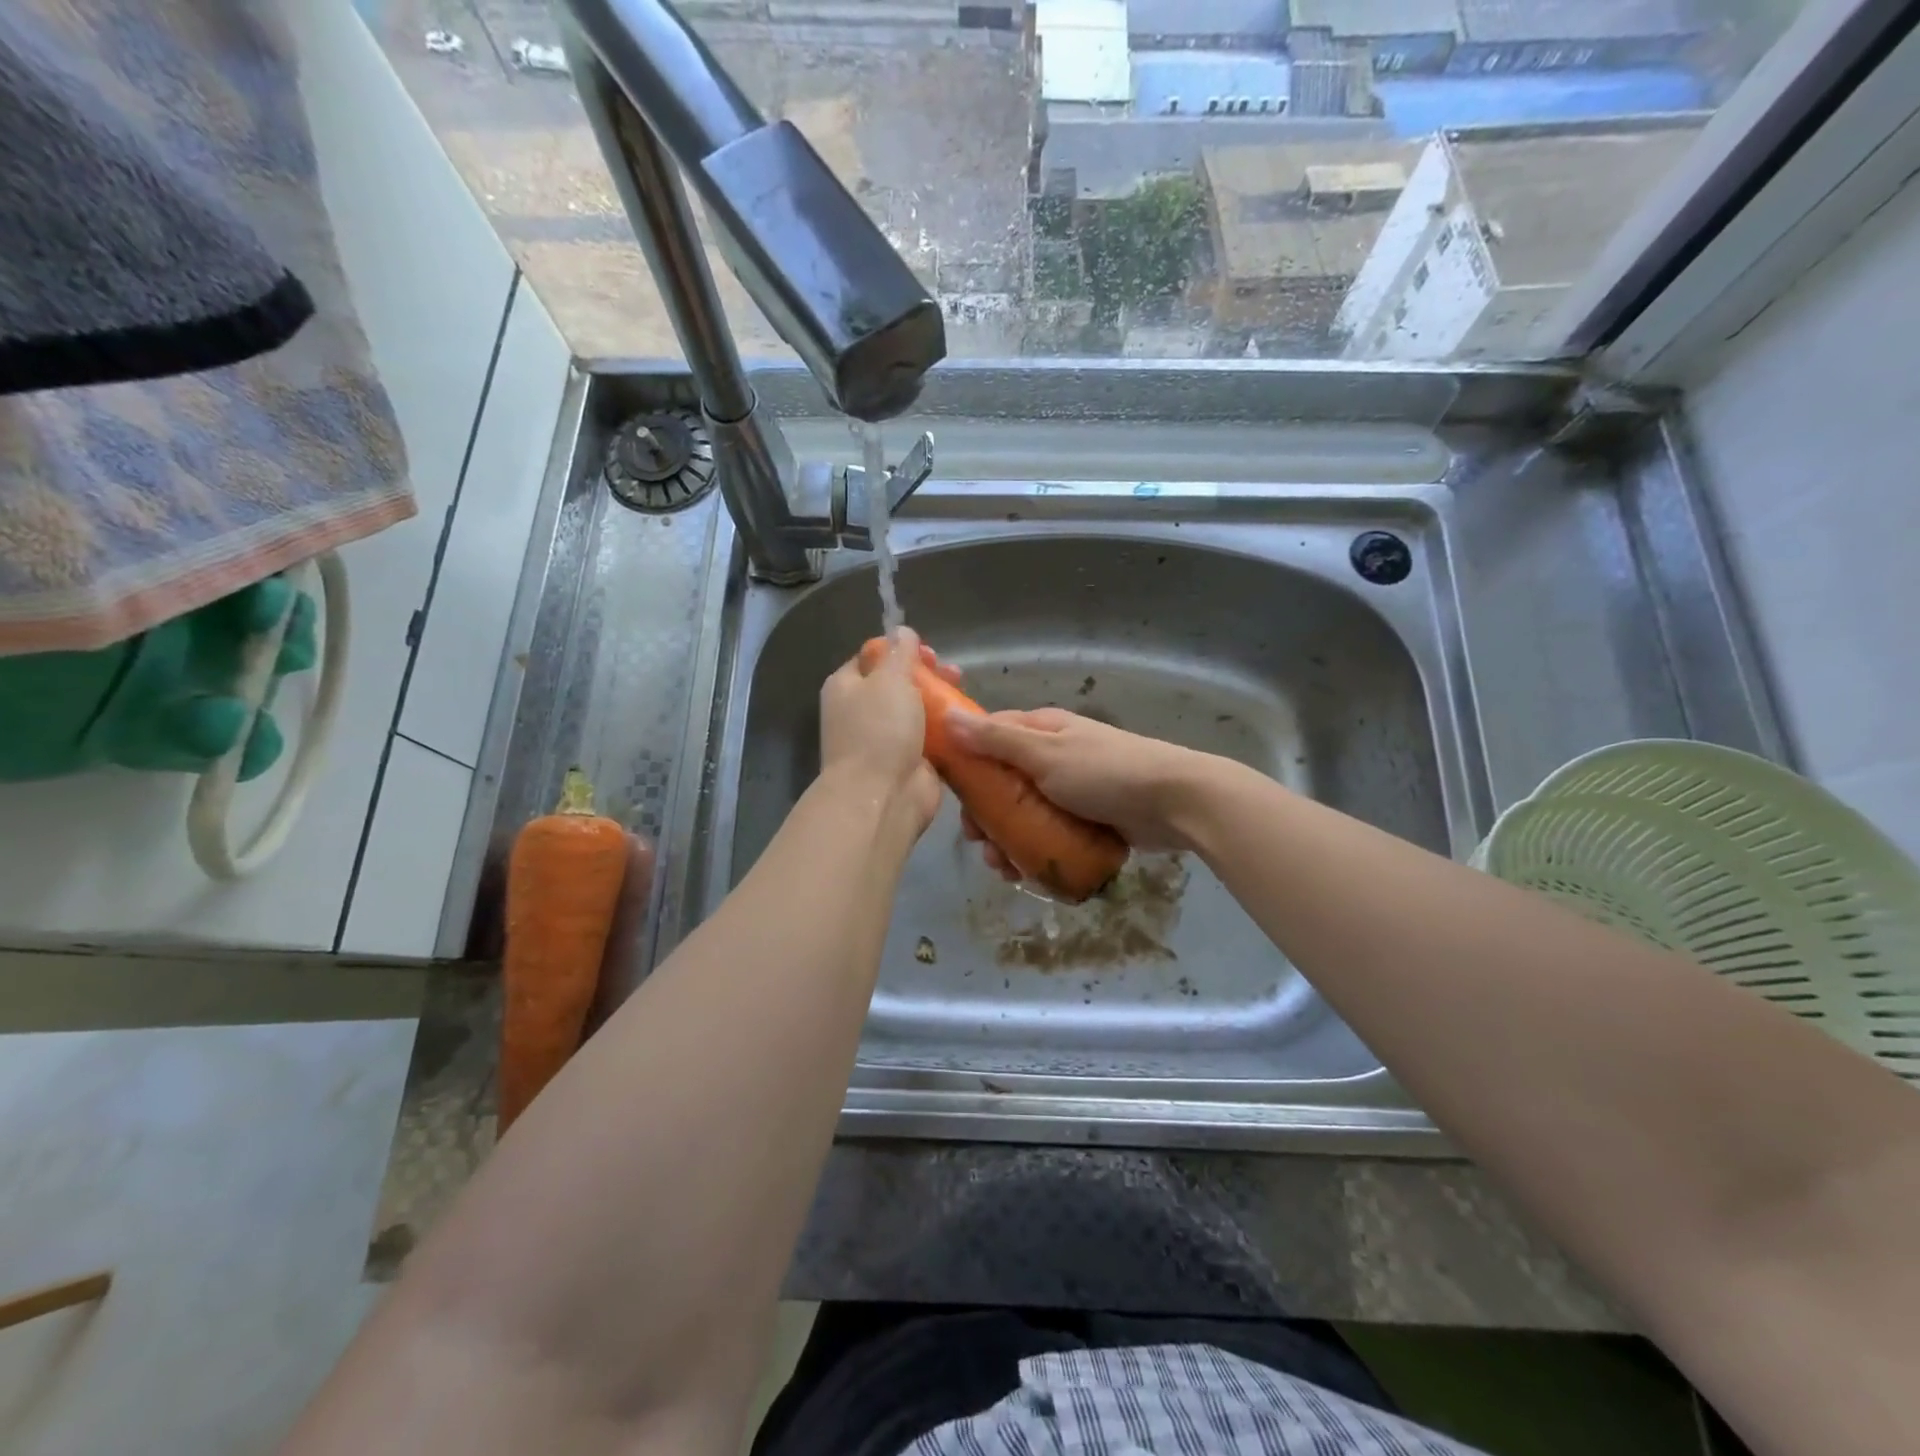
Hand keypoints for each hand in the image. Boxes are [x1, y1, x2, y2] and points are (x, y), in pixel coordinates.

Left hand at [818, 629, 946, 839]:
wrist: (882, 796)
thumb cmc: (879, 730)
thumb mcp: (889, 679)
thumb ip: (899, 652)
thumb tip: (901, 631)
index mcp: (846, 687)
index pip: (871, 657)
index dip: (899, 649)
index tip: (927, 651)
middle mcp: (861, 711)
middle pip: (897, 683)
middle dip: (927, 674)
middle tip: (951, 672)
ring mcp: (885, 739)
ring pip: (917, 710)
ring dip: (940, 700)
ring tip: (963, 693)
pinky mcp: (909, 762)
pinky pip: (930, 738)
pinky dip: (947, 730)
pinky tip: (966, 721)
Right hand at [945, 708, 1210, 874]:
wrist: (1176, 803)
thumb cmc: (1106, 772)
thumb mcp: (1045, 753)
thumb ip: (997, 739)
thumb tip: (947, 718)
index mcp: (1042, 730)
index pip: (990, 738)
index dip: (967, 764)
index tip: (952, 795)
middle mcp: (1053, 756)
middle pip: (1003, 784)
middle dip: (985, 815)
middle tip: (979, 842)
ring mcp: (1071, 790)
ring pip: (1024, 814)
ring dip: (1007, 840)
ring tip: (1003, 867)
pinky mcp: (1087, 820)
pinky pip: (1049, 835)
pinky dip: (1034, 852)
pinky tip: (1026, 873)